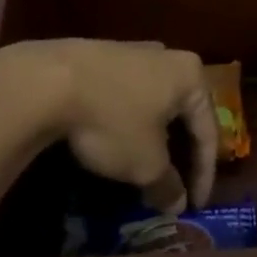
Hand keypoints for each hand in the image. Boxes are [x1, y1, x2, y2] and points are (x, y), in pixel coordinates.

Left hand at [0, 39, 218, 213]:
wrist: (47, 81)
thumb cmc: (113, 119)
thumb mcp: (145, 163)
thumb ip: (167, 185)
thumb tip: (177, 203)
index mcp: (190, 76)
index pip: (208, 131)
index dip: (204, 173)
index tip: (195, 205)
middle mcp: (166, 56)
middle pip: (181, 113)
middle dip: (178, 152)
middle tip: (174, 183)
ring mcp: (131, 51)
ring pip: (151, 102)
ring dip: (150, 136)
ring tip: (142, 165)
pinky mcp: (99, 56)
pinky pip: (124, 95)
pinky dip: (125, 121)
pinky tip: (112, 140)